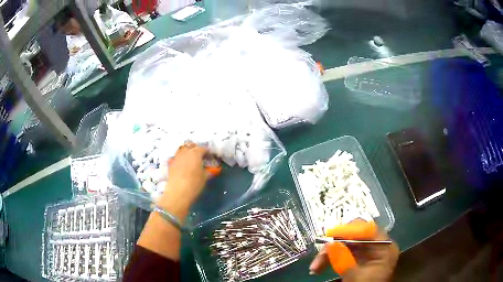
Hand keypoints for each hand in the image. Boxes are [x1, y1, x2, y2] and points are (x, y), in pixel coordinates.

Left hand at [158, 143, 208, 211]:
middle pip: (191, 145)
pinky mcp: (171, 163)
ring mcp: (177, 157)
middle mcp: (185, 152)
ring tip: (191, 158)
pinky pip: (177, 156)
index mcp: (195, 153)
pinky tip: (183, 164)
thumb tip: (211, 170)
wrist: (178, 192)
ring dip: (187, 151)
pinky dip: (181, 157)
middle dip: (196, 148)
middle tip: (201, 155)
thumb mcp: (205, 178)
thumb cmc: (194, 184)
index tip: (210, 156)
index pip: (203, 148)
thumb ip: (209, 171)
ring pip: (182, 149)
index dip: (207, 152)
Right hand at [309, 220, 398, 281]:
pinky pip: (343, 253)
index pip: (367, 230)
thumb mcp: (355, 276)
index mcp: (385, 246)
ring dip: (329, 254)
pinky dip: (331, 259)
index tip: (329, 234)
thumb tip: (330, 243)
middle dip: (334, 245)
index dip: (348, 230)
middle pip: (354, 236)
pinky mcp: (359, 258)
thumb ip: (343, 259)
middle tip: (318, 258)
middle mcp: (377, 245)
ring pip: (345, 245)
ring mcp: (368, 252)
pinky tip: (319, 268)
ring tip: (315, 268)